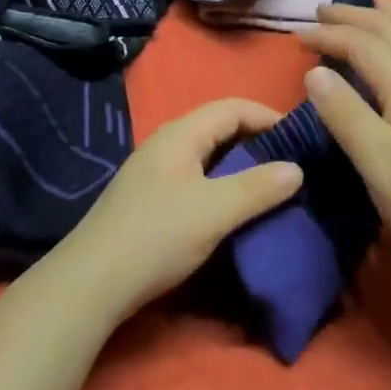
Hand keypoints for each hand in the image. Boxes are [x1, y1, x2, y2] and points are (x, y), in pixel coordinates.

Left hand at [48, 98, 304, 321]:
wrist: (90, 282)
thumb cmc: (156, 236)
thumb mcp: (214, 212)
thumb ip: (257, 188)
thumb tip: (296, 168)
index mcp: (181, 133)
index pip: (232, 107)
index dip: (268, 116)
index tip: (300, 139)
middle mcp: (167, 142)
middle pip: (220, 127)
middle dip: (257, 140)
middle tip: (291, 164)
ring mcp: (156, 170)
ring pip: (208, 153)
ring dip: (240, 164)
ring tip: (271, 186)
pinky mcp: (151, 197)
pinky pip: (197, 175)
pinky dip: (222, 182)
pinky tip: (234, 207)